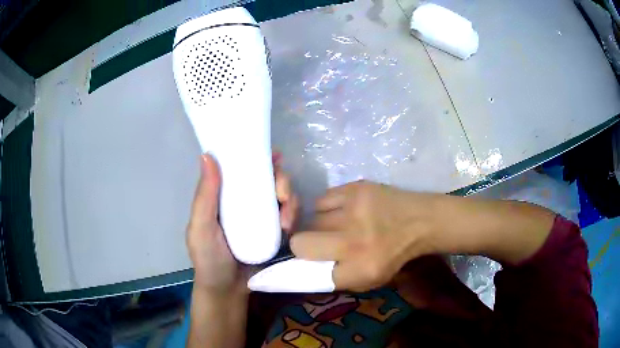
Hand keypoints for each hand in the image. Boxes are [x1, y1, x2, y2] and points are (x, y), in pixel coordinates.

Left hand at [186, 153, 298, 292]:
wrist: (229, 290)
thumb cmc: (209, 258)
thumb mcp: (201, 227)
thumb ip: (205, 195)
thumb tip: (207, 154)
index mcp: (225, 195)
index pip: (243, 167)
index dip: (258, 156)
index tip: (273, 155)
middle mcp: (245, 201)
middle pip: (269, 178)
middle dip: (281, 179)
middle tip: (282, 193)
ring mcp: (262, 216)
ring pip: (283, 195)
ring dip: (290, 199)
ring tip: (286, 218)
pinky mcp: (275, 231)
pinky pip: (290, 215)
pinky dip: (293, 215)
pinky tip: (289, 226)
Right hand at [291, 181, 437, 291]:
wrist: (420, 221)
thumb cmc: (395, 255)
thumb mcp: (370, 280)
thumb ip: (338, 277)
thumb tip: (306, 266)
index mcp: (360, 269)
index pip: (311, 274)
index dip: (307, 267)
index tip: (309, 262)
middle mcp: (354, 241)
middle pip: (301, 243)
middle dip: (303, 245)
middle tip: (315, 243)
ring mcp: (353, 211)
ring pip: (310, 219)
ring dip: (318, 226)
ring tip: (335, 225)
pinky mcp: (355, 189)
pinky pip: (322, 200)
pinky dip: (326, 207)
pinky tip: (341, 210)